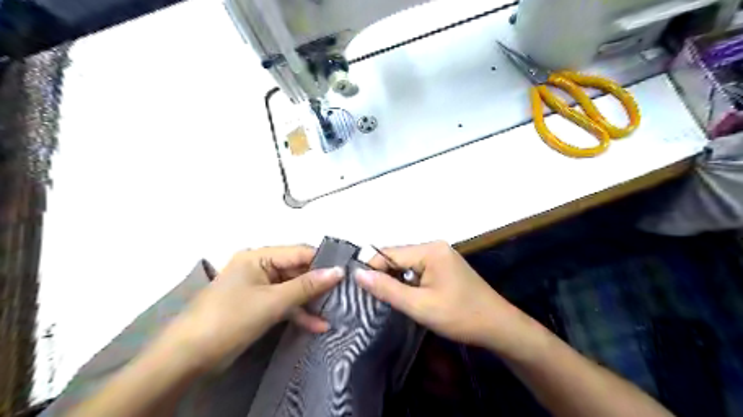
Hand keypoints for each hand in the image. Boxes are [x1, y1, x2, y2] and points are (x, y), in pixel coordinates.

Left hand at [168, 246, 341, 369]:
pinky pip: (283, 304)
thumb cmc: (230, 319)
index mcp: (258, 256)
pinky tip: (317, 325)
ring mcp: (258, 287)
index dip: (323, 262)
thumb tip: (339, 271)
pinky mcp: (257, 305)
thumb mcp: (273, 302)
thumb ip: (307, 286)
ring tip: (335, 311)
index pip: (299, 252)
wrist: (188, 357)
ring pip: (292, 289)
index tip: (347, 273)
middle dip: (318, 284)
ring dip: (310, 302)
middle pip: (297, 271)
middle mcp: (259, 267)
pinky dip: (298, 314)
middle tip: (344, 294)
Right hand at [353, 242, 534, 350]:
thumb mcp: (419, 305)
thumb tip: (358, 274)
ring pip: (407, 265)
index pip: (389, 253)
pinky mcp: (444, 267)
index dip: (371, 269)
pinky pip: (418, 270)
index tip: (356, 288)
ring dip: (396, 281)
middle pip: (398, 257)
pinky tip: (404, 297)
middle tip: (367, 298)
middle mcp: (434, 247)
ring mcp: (441, 256)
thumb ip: (387, 289)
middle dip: (384, 276)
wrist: (498, 327)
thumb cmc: (460, 316)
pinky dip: (409, 283)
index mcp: (430, 250)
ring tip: (382, 300)